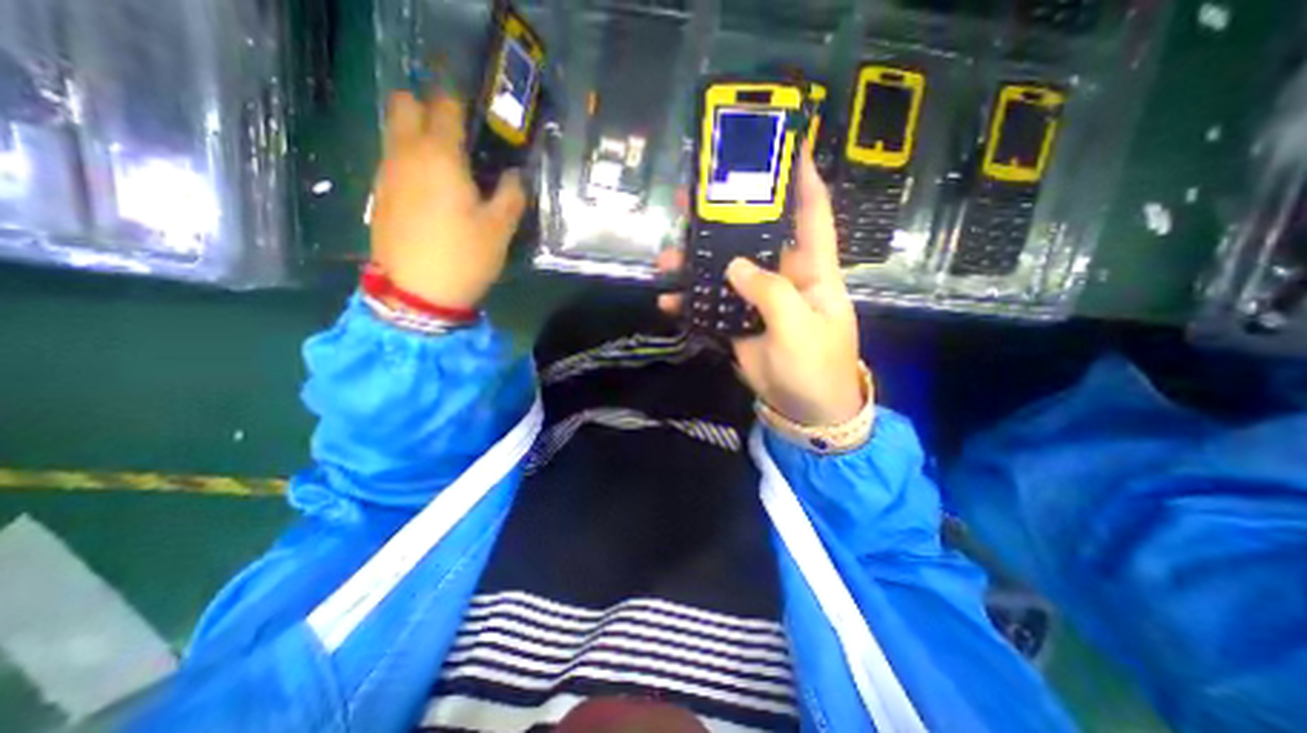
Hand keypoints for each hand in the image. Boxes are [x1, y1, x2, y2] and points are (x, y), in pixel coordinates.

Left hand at [366, 88, 524, 309]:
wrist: (417, 293)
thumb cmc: (464, 257)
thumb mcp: (500, 229)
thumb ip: (511, 195)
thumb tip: (515, 175)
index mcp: (440, 156)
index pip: (446, 106)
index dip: (462, 103)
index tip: (480, 115)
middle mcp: (406, 153)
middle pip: (406, 104)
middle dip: (430, 108)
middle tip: (460, 135)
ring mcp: (387, 172)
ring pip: (395, 131)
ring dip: (419, 133)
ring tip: (450, 163)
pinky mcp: (380, 193)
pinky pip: (392, 158)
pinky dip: (410, 158)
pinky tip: (432, 187)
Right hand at [666, 149, 864, 423]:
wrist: (803, 409)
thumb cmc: (815, 366)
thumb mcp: (798, 327)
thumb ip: (769, 292)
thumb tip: (734, 267)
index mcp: (811, 270)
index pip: (811, 214)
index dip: (802, 178)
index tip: (787, 144)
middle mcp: (783, 275)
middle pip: (754, 235)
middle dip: (727, 215)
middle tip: (693, 197)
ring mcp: (758, 298)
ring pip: (725, 268)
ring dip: (696, 261)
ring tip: (667, 256)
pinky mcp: (739, 320)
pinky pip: (712, 303)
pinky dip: (690, 302)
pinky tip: (669, 301)